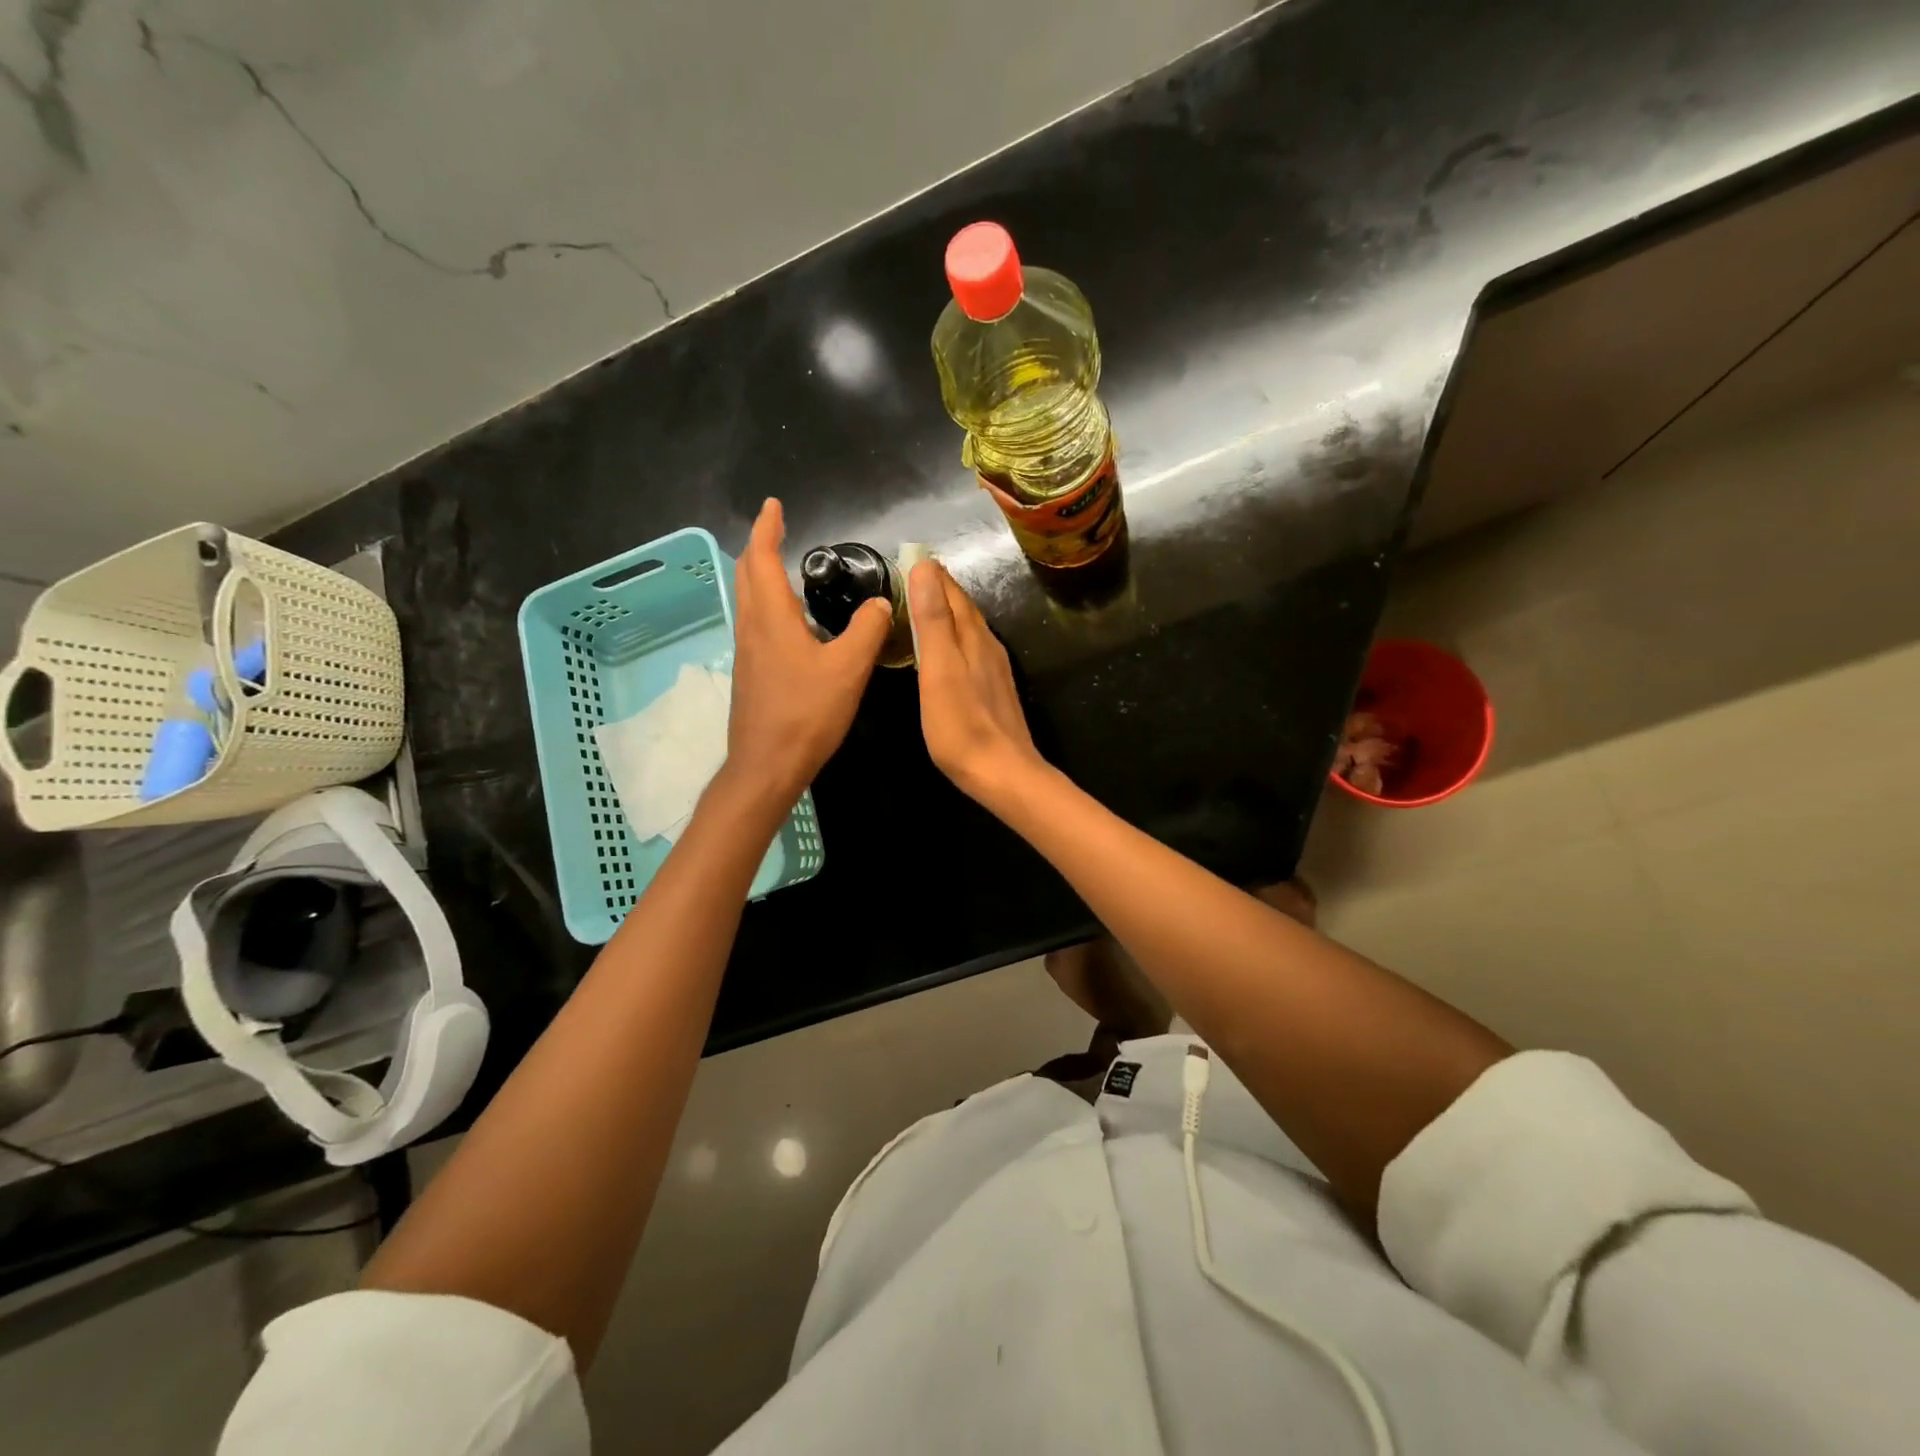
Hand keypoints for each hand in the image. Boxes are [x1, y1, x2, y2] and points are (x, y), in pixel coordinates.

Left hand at [725, 498, 889, 803]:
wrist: (767, 765)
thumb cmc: (807, 713)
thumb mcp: (849, 669)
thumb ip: (868, 631)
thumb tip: (881, 603)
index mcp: (772, 617)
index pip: (762, 558)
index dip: (767, 528)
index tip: (773, 505)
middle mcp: (752, 627)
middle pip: (747, 574)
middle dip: (760, 546)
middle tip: (778, 529)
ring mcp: (747, 652)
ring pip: (748, 600)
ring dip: (760, 575)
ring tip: (785, 567)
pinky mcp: (751, 673)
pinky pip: (756, 623)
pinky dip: (768, 604)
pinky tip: (791, 621)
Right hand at [908, 559, 1045, 804]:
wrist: (1003, 772)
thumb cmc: (961, 725)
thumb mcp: (938, 669)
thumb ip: (933, 620)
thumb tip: (925, 568)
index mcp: (972, 636)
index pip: (951, 592)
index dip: (930, 574)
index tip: (907, 558)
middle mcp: (987, 645)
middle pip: (962, 608)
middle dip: (939, 590)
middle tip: (911, 578)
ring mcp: (994, 669)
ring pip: (969, 629)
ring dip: (947, 614)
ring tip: (924, 608)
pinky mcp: (994, 691)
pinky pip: (972, 651)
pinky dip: (954, 639)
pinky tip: (946, 651)